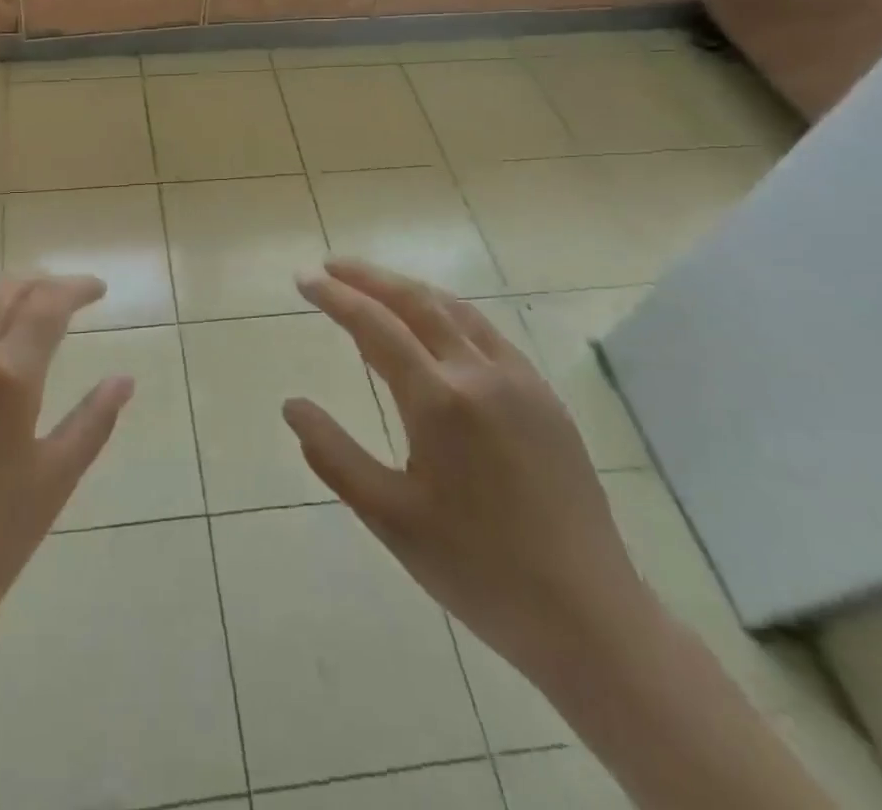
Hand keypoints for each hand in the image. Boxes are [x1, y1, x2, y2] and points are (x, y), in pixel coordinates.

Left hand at [0, 275, 134, 664]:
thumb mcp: (53, 481)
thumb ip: (93, 420)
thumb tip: (125, 378)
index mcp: (5, 377)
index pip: (48, 303)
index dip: (77, 288)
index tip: (96, 290)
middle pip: (0, 290)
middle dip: (36, 284)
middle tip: (58, 296)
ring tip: (11, 310)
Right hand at [285, 259, 647, 686]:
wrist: (588, 615)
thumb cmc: (476, 569)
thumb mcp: (388, 517)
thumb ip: (333, 455)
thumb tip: (292, 405)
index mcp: (438, 400)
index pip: (374, 325)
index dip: (335, 296)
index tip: (304, 278)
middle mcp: (479, 373)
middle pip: (416, 300)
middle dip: (369, 276)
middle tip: (331, 266)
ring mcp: (519, 380)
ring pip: (455, 309)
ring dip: (409, 289)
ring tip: (375, 286)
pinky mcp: (545, 396)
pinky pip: (487, 333)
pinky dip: (448, 313)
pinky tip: (437, 327)